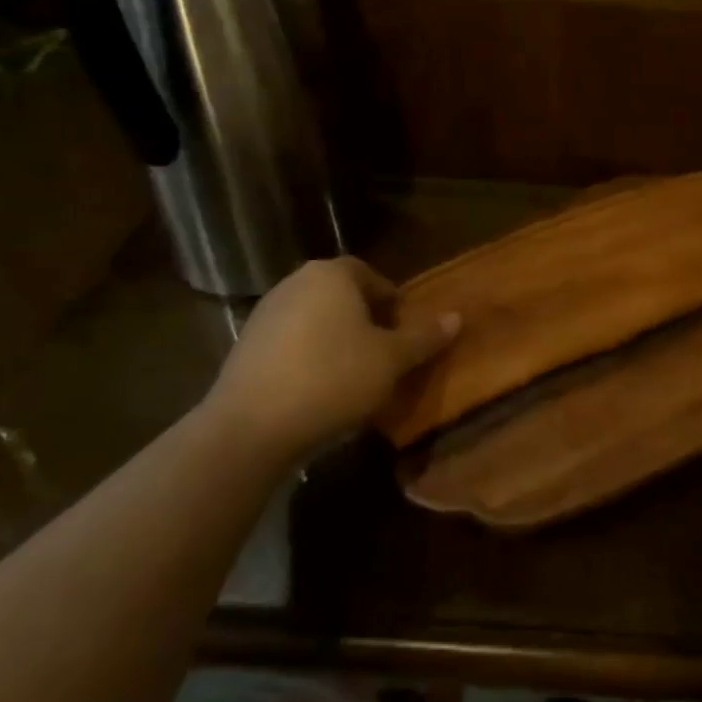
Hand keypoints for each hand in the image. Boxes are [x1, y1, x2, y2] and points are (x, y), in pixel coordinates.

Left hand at [203, 258, 458, 458]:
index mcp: (332, 275)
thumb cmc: (333, 378)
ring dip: (337, 339)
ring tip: (355, 374)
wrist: (251, 426)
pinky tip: (319, 389)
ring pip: (315, 319)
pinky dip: (309, 357)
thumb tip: (456, 317)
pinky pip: (291, 342)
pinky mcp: (245, 346)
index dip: (392, 301)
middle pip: (341, 295)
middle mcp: (295, 283)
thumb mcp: (392, 359)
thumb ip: (424, 337)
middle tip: (385, 352)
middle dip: (365, 320)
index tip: (404, 332)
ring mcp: (265, 314)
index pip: (370, 275)